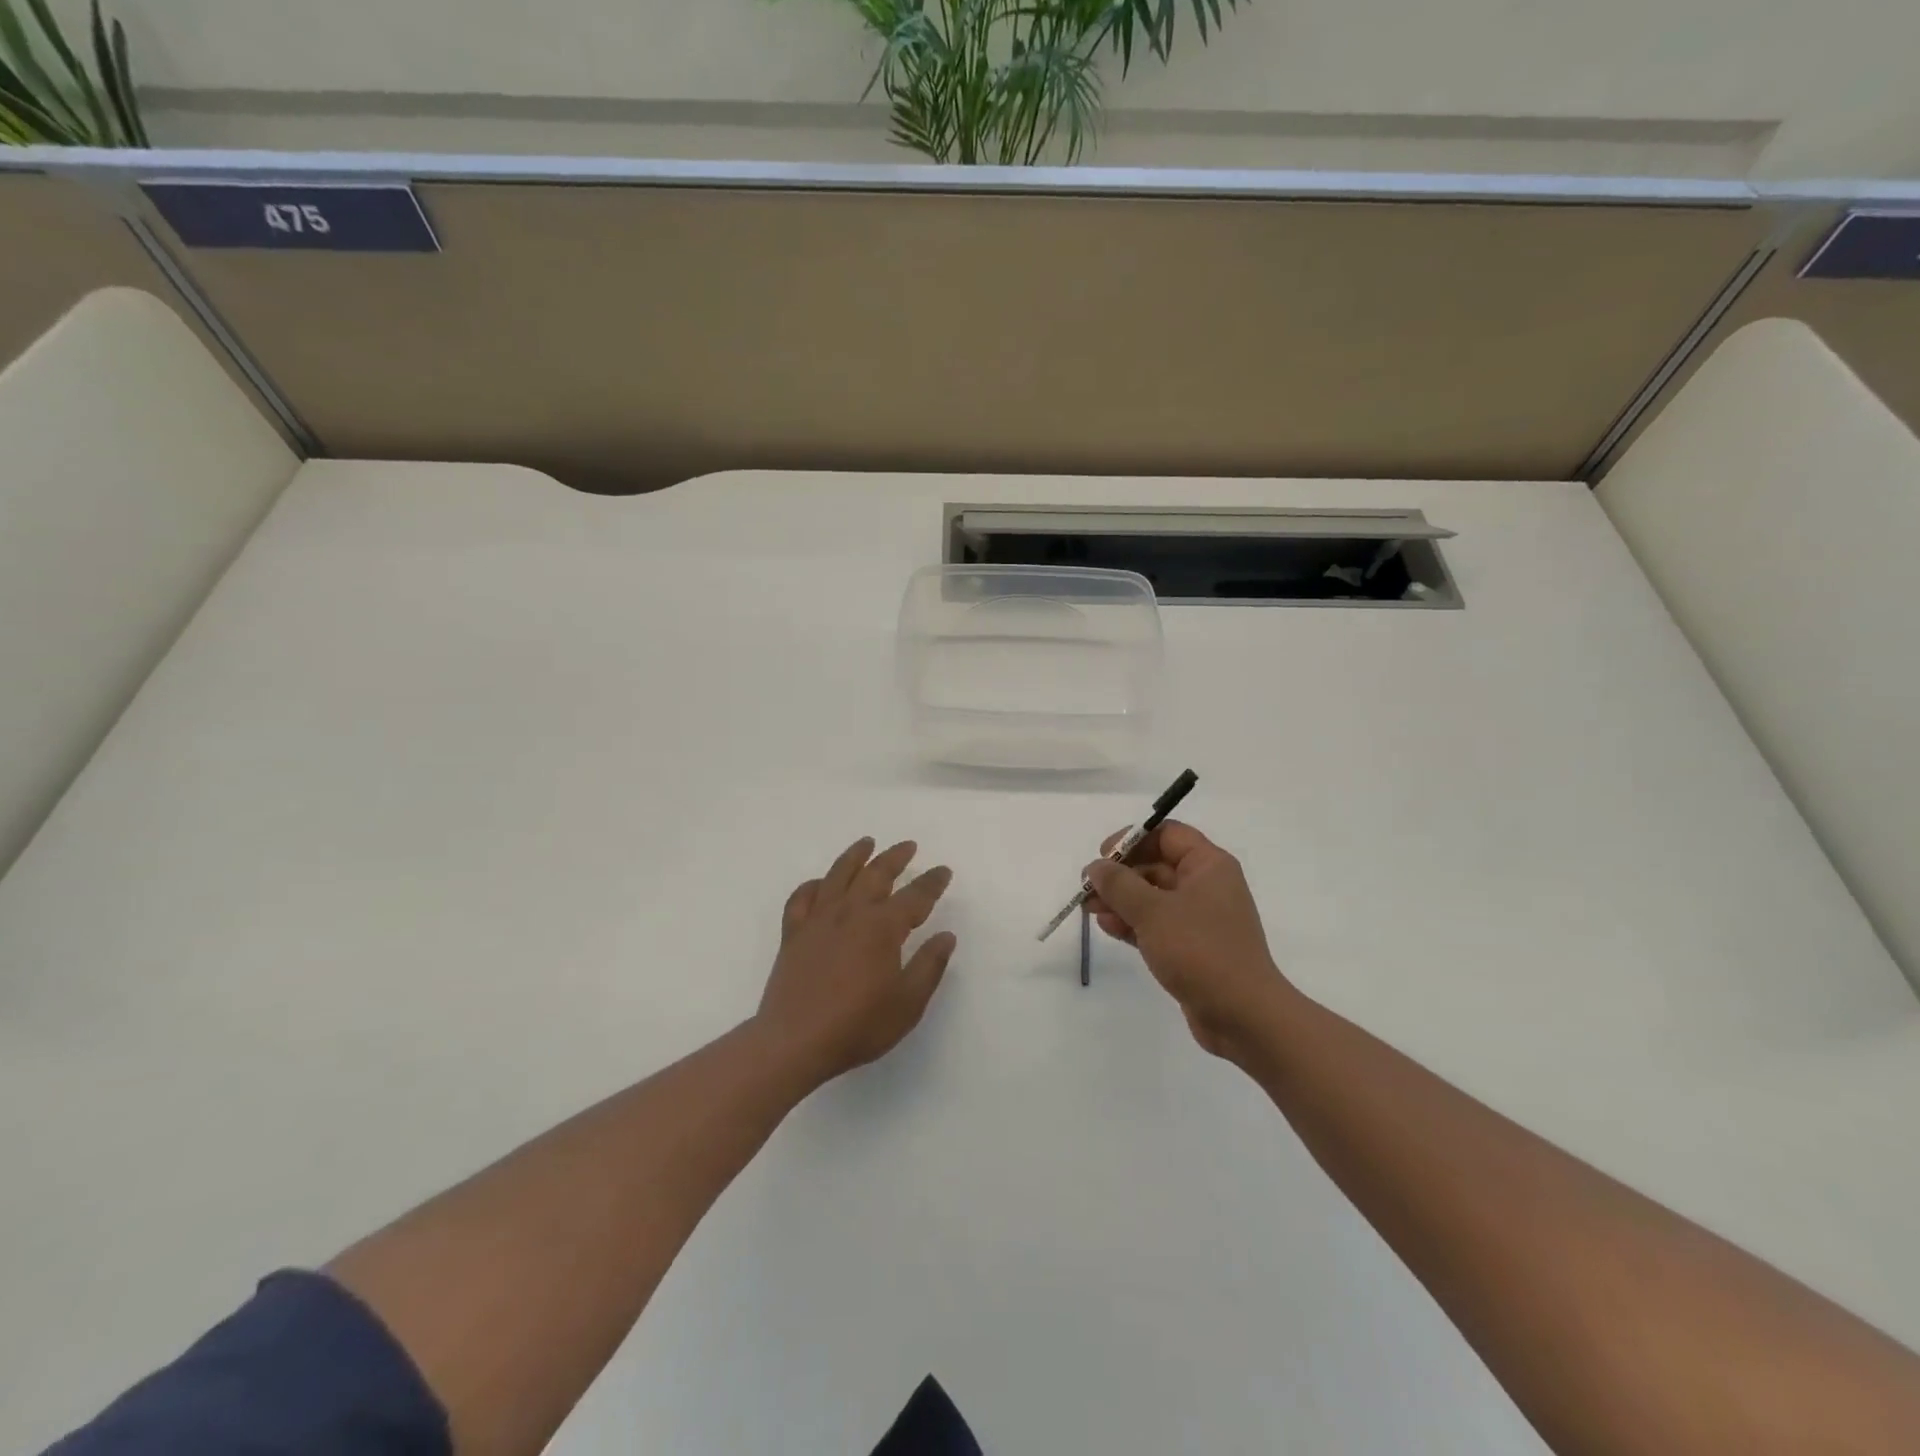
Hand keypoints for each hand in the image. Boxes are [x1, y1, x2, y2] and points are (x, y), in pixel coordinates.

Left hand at [756, 837, 955, 1087]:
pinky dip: (813, 885)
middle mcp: (851, 913)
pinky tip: (820, 883)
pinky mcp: (793, 934)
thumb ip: (929, 966)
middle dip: (895, 858)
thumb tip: (946, 936)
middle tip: (909, 846)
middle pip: (876, 874)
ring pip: (838, 875)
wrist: (794, 1042)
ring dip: (856, 856)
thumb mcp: (907, 1003)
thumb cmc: (858, 1025)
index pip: (915, 896)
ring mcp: (818, 920)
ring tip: (867, 843)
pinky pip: (802, 898)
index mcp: (882, 927)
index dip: (932, 882)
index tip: (943, 871)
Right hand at [1084, 820, 1291, 1064]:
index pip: (1167, 835)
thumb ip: (1120, 885)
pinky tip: (1107, 928)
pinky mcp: (1192, 947)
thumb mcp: (1153, 912)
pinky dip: (1132, 923)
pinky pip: (1156, 924)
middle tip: (1088, 888)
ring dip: (1121, 900)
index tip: (1103, 856)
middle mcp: (1206, 886)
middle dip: (1120, 875)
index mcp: (1208, 866)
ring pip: (1152, 897)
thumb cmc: (1200, 951)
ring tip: (1089, 909)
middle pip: (1156, 864)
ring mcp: (1199, 918)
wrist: (1244, 1016)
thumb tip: (1096, 867)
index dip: (1132, 839)